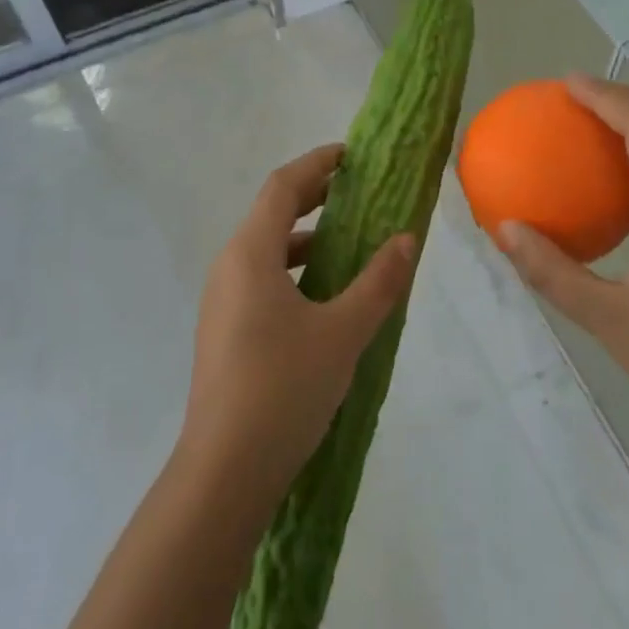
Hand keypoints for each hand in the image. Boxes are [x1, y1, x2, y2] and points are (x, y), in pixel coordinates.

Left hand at [177, 144, 417, 508]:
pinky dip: (291, 266)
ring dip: (302, 234)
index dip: (317, 163)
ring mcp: (221, 299)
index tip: (350, 155)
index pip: (283, 186)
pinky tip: (320, 294)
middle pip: (270, 211)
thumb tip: (407, 239)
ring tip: (344, 240)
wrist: (223, 472)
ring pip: (264, 247)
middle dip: (312, 195)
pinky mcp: (222, 329)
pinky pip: (259, 276)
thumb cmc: (283, 389)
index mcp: (250, 252)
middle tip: (354, 190)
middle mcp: (229, 265)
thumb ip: (378, 282)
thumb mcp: (343, 333)